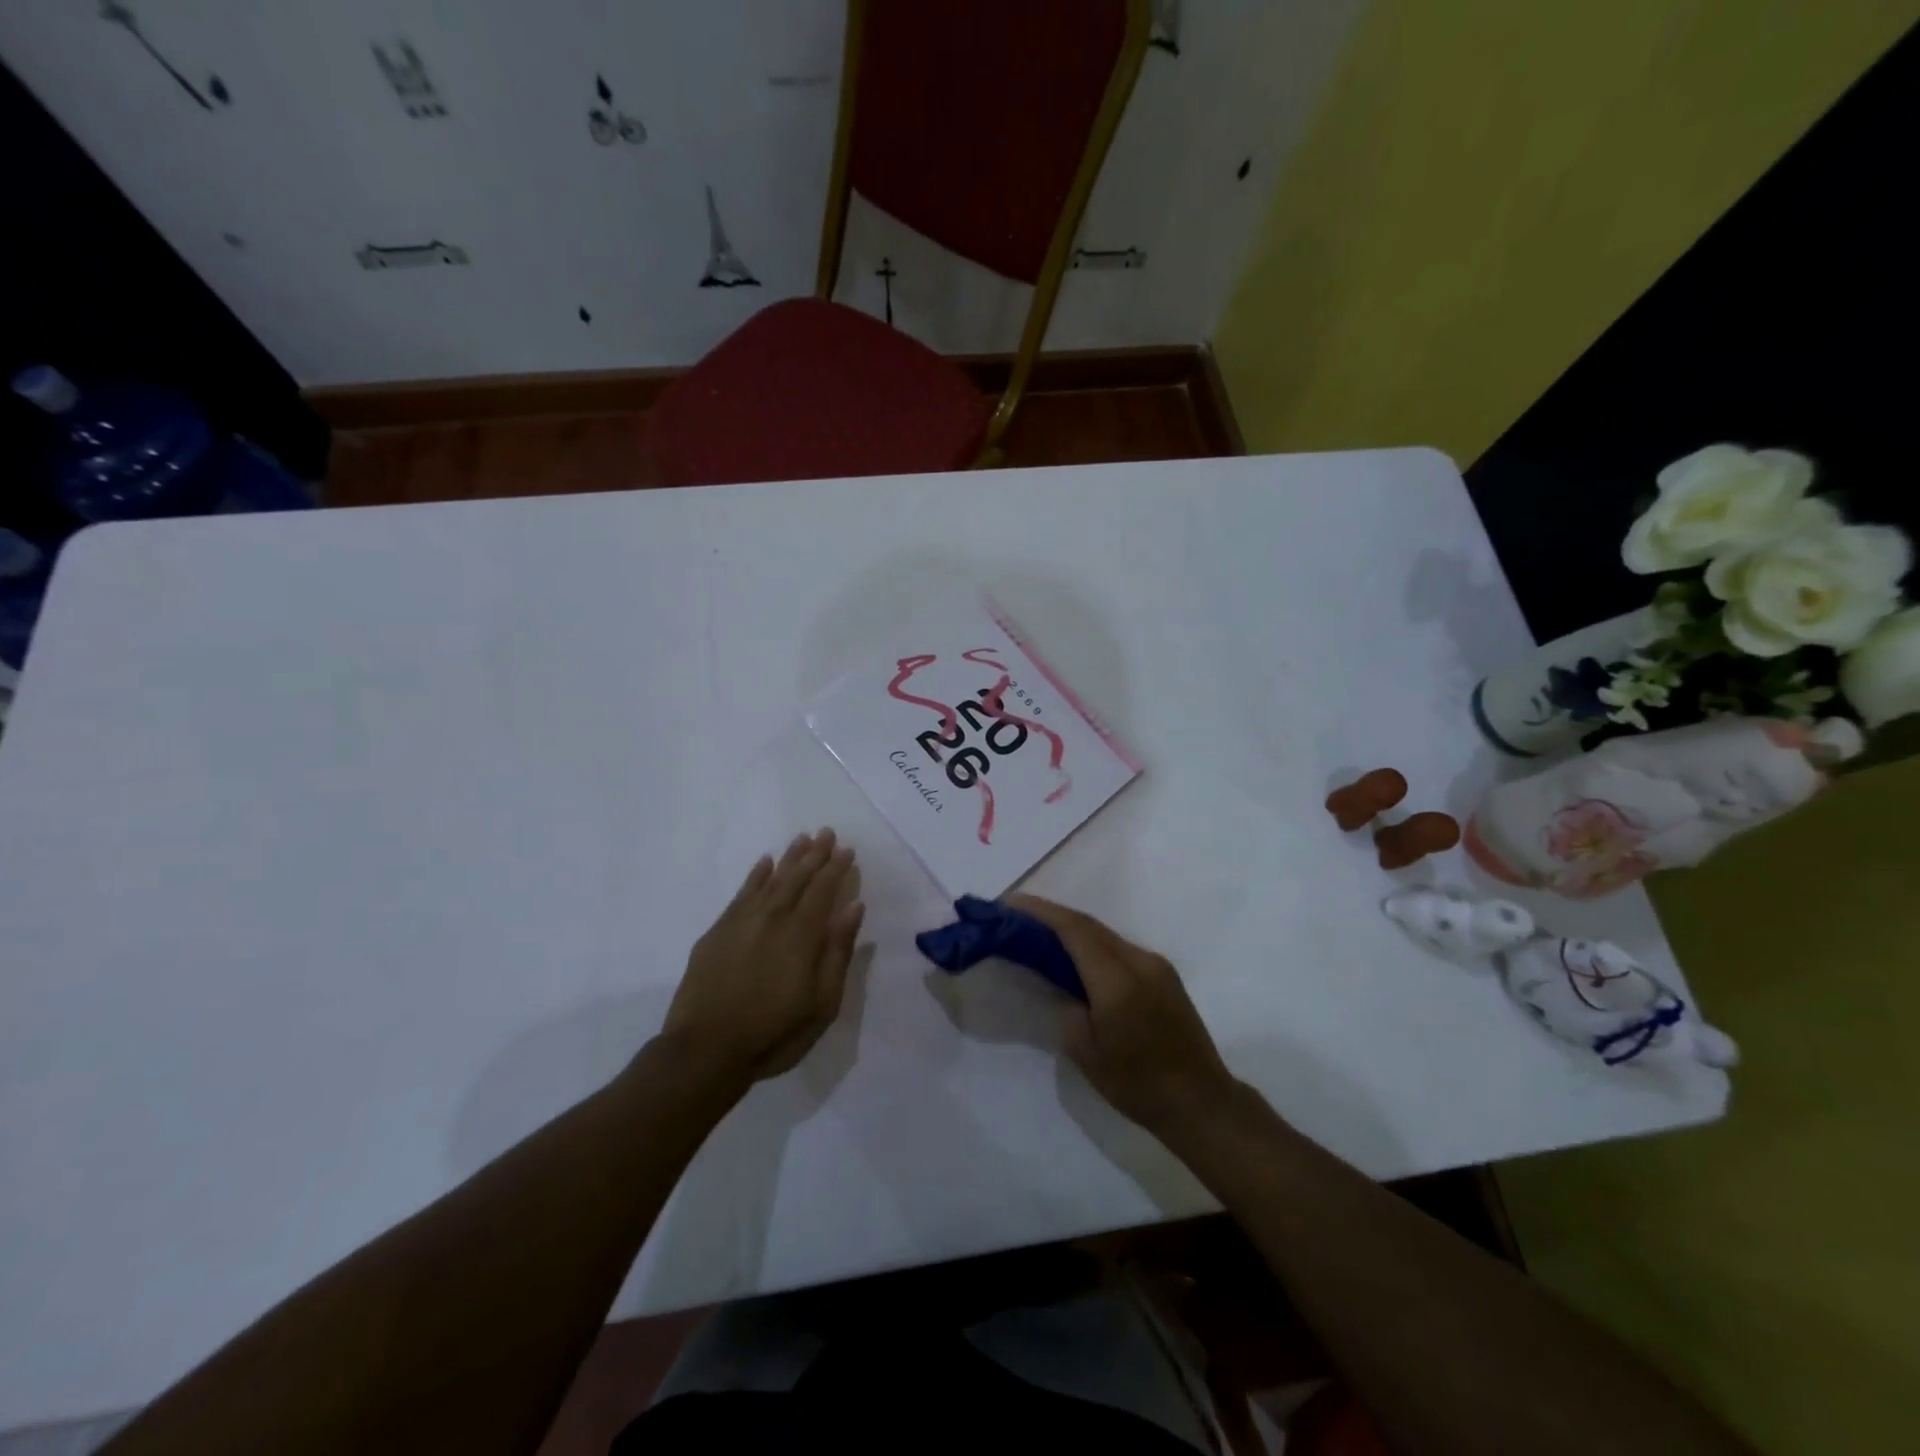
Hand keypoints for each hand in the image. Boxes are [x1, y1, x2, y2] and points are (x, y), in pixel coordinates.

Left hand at [659, 830, 863, 1092]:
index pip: (822, 890)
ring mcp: (740, 923)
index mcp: (801, 935)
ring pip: (769, 880)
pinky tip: (764, 863)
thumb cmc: (773, 1035)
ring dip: (788, 858)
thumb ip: (838, 951)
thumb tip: (853, 907)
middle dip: (814, 855)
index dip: (835, 869)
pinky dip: (755, 875)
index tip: (847, 850)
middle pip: (797, 878)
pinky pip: (741, 894)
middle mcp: (772, 919)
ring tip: (802, 839)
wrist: (704, 1053)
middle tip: (826, 832)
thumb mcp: (822, 1004)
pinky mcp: (717, 933)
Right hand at [1010, 894, 1235, 1135]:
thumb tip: (1063, 986)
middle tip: (1018, 916)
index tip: (1011, 903)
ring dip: (1073, 929)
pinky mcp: (1164, 975)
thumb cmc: (1138, 1085)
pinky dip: (1093, 944)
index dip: (1041, 912)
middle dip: (1052, 915)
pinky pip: (1120, 948)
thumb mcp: (1086, 1053)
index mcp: (1118, 980)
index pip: (1075, 930)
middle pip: (1090, 925)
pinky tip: (1077, 956)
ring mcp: (1156, 965)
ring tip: (1041, 933)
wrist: (1201, 1102)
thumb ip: (1068, 1009)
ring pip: (1106, 934)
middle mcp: (1140, 961)